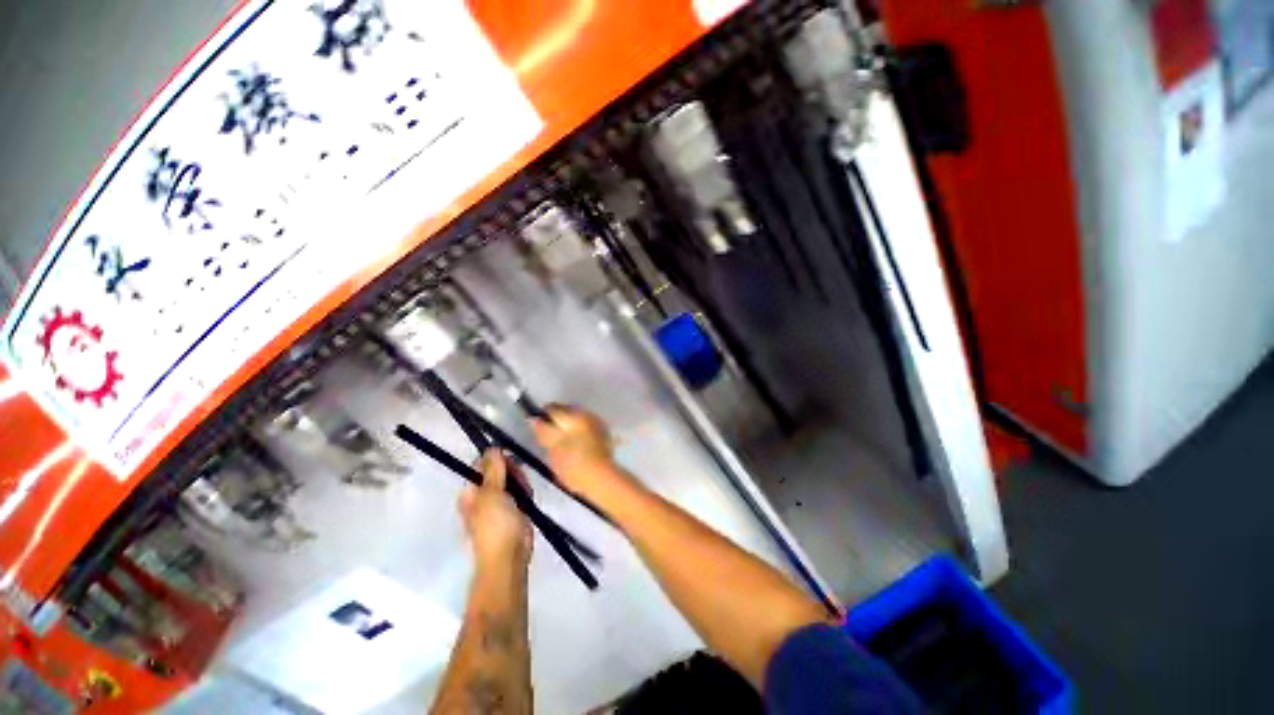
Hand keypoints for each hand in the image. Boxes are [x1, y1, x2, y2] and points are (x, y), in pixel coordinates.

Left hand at [460, 450, 531, 569]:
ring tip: (524, 492)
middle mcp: (482, 494)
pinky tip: (528, 498)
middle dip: (512, 471)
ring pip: (512, 479)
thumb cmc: (495, 525)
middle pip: (499, 470)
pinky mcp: (514, 508)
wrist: (509, 556)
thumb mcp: (492, 493)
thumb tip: (492, 447)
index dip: (497, 459)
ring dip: (520, 481)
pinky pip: (520, 491)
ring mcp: (499, 502)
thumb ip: (493, 469)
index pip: (482, 465)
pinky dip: (525, 491)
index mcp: (470, 491)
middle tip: (518, 480)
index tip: (510, 460)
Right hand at [530, 405, 631, 501]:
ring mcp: (597, 422)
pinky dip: (580, 431)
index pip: (552, 408)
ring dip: (569, 425)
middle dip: (557, 421)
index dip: (542, 417)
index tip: (538, 428)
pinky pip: (586, 426)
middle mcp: (586, 414)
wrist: (601, 478)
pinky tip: (577, 444)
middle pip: (566, 411)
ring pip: (577, 418)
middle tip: (549, 438)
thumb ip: (543, 431)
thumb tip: (534, 419)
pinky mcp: (604, 432)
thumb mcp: (553, 449)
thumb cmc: (573, 466)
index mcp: (573, 416)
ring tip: (563, 442)